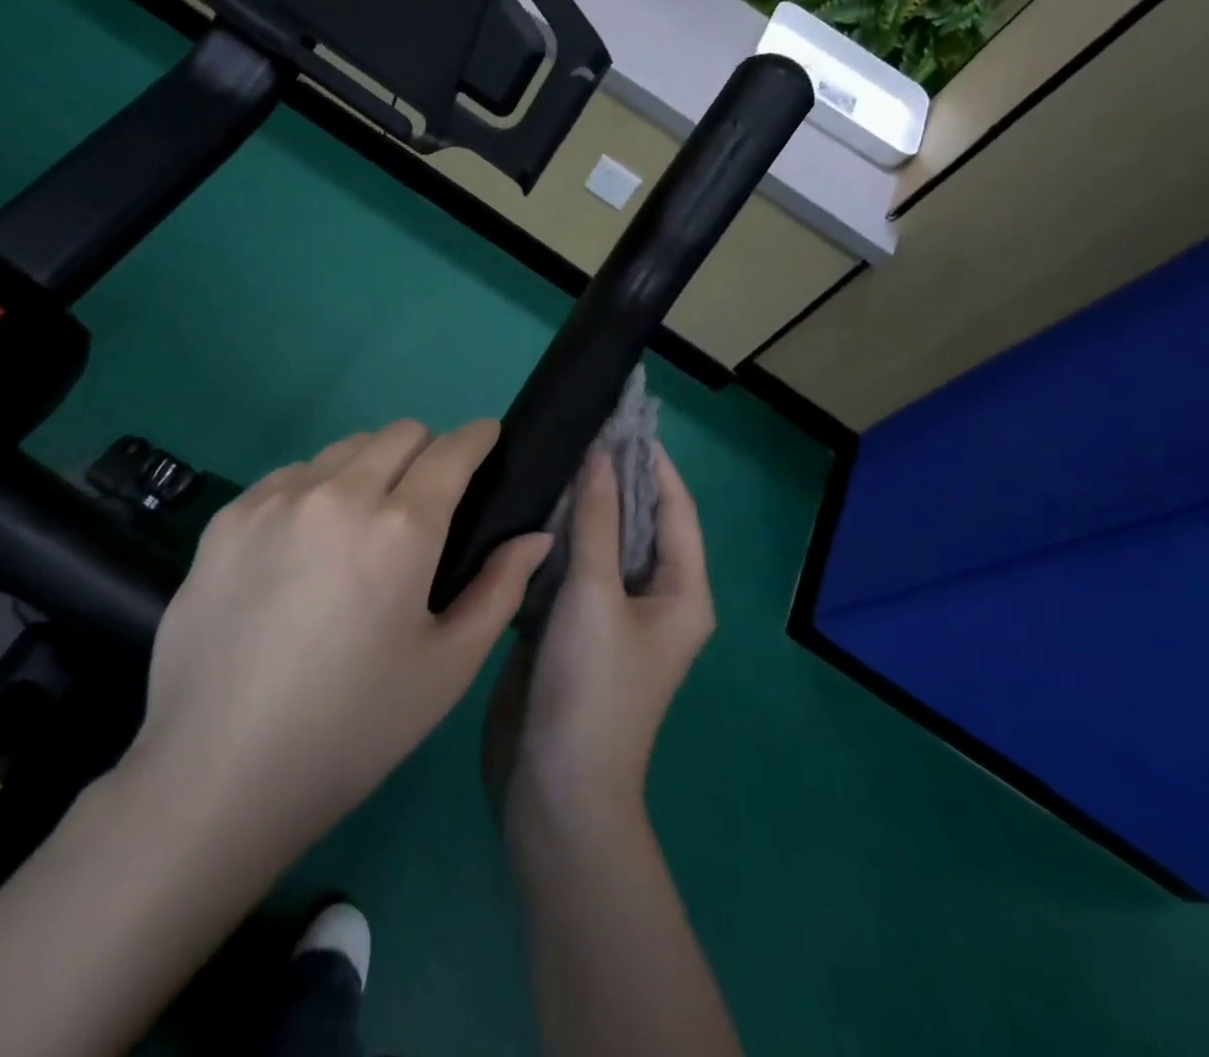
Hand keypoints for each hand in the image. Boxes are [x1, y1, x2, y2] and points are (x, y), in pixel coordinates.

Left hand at [118, 419, 552, 867]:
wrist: (217, 773)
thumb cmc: (352, 728)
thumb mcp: (447, 668)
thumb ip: (500, 589)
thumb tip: (535, 536)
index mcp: (401, 528)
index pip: (453, 449)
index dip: (479, 437)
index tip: (487, 441)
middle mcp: (339, 493)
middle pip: (401, 433)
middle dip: (428, 451)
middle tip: (427, 502)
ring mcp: (277, 499)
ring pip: (344, 448)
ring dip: (371, 468)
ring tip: (363, 525)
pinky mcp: (229, 517)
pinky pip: (291, 475)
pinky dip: (316, 489)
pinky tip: (306, 546)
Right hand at [483, 444, 713, 836]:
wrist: (555, 788)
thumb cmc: (591, 687)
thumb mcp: (594, 595)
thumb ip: (596, 521)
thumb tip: (600, 456)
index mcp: (681, 592)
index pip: (674, 508)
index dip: (653, 462)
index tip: (621, 419)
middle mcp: (653, 598)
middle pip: (637, 523)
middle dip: (612, 479)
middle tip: (575, 431)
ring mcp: (611, 614)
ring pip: (600, 544)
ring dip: (581, 507)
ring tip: (549, 459)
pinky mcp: (573, 628)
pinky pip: (571, 568)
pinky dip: (556, 539)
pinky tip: (527, 508)